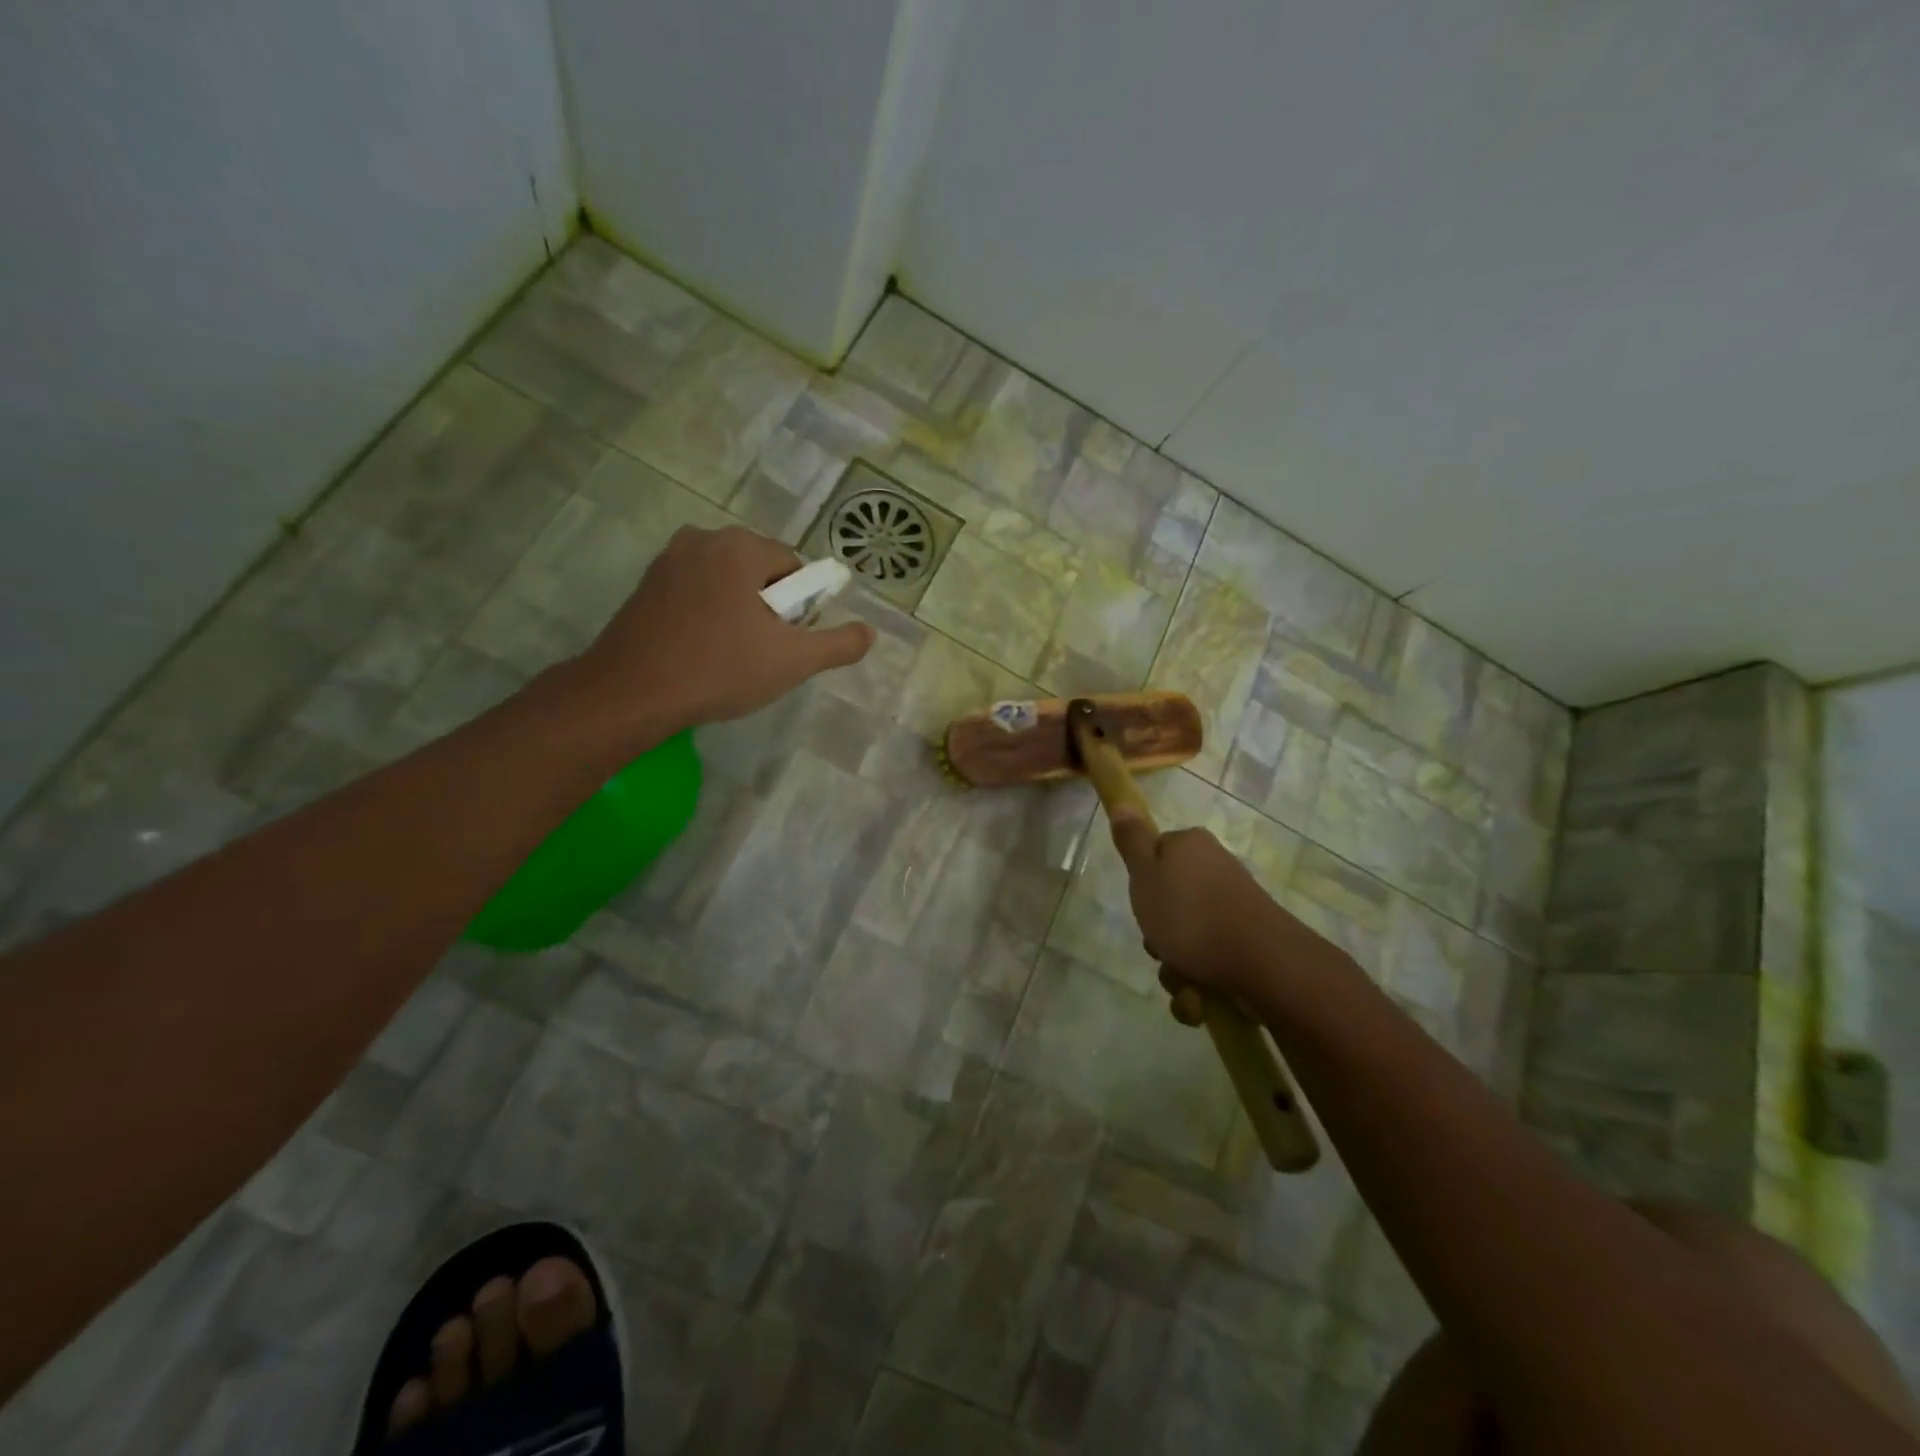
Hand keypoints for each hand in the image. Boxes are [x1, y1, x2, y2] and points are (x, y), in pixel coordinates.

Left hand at [569, 525, 874, 743]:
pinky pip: (695, 594)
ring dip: (738, 614)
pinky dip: (707, 617)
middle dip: (768, 608)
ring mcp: (667, 561)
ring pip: (726, 584)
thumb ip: (838, 644)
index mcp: (740, 546)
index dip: (800, 607)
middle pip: (759, 572)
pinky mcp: (644, 586)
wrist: (631, 694)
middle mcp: (702, 539)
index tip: (787, 641)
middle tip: (761, 653)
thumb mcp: (793, 661)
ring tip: (730, 658)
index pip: (794, 566)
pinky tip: (701, 653)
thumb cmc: (719, 669)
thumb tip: (869, 633)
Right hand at [1109, 806, 1309, 1008]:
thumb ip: (1131, 841)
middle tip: (1159, 948)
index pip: (1153, 855)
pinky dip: (1199, 985)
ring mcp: (1234, 907)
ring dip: (1176, 968)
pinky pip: (1209, 961)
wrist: (1263, 965)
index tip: (1143, 905)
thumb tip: (1122, 802)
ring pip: (1185, 938)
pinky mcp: (1248, 942)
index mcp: (1190, 846)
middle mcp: (1214, 869)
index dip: (1142, 884)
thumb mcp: (1145, 876)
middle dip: (1159, 936)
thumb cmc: (1192, 916)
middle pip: (1168, 902)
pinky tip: (1200, 1001)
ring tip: (1184, 984)